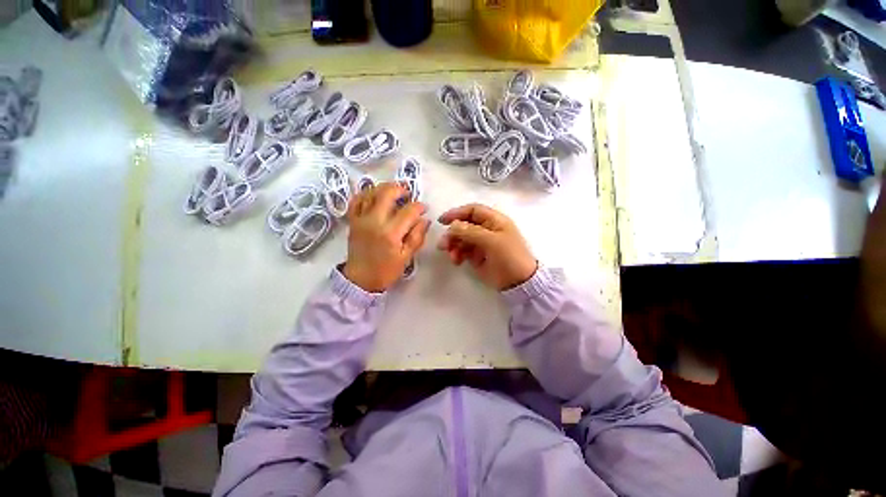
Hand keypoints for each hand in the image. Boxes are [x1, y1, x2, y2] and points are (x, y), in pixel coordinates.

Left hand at [344, 183, 429, 292]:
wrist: (360, 279)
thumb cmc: (386, 270)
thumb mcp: (406, 257)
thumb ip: (417, 237)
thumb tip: (425, 220)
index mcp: (391, 233)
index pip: (409, 211)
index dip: (419, 207)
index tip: (424, 209)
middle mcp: (375, 221)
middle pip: (387, 193)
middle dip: (401, 189)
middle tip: (408, 194)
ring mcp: (361, 219)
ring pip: (371, 192)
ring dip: (384, 188)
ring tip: (394, 192)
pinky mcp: (353, 221)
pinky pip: (356, 200)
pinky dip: (365, 193)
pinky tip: (374, 195)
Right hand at [437, 203, 537, 290]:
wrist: (518, 282)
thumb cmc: (509, 256)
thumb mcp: (492, 241)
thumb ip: (471, 231)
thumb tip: (452, 225)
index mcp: (494, 221)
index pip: (473, 211)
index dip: (457, 213)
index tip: (442, 220)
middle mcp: (486, 230)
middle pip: (464, 225)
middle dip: (452, 234)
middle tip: (443, 244)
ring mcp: (481, 243)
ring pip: (461, 239)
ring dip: (453, 245)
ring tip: (451, 256)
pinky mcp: (477, 256)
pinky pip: (463, 251)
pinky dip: (457, 255)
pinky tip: (456, 261)